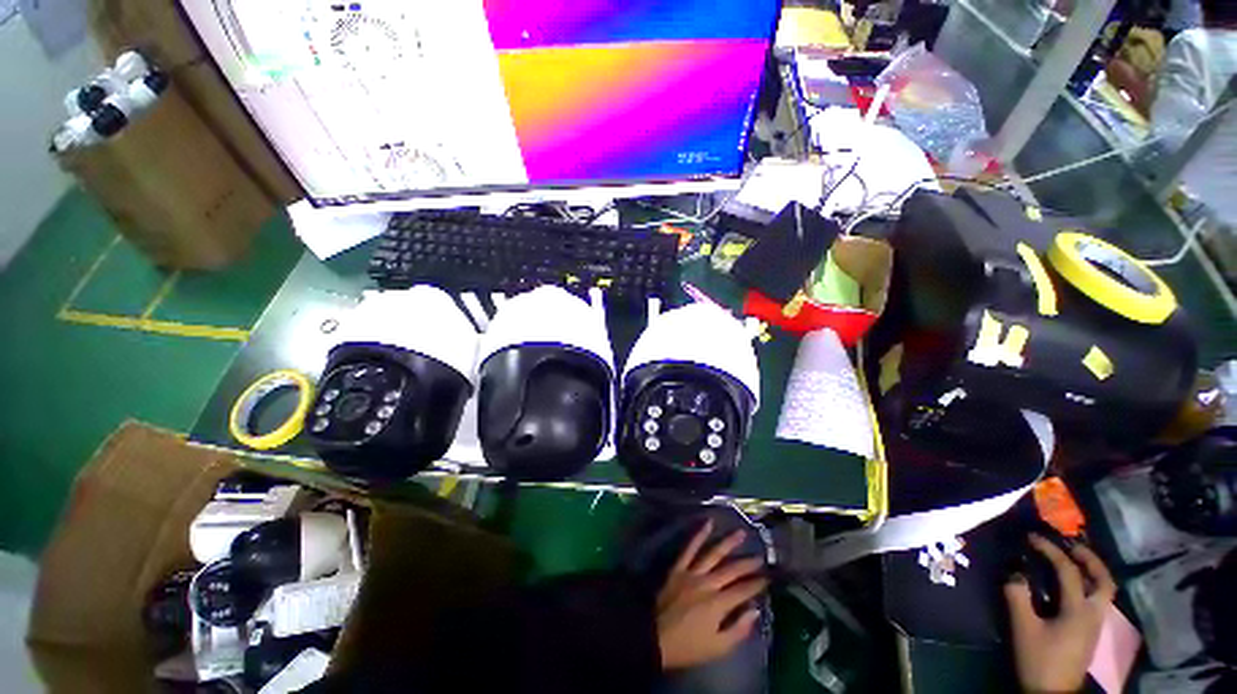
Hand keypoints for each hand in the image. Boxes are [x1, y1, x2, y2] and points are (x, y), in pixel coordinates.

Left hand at [656, 519, 768, 669]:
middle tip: (760, 556)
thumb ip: (739, 630)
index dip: (757, 584)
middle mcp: (707, 583)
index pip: (743, 590)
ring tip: (741, 533)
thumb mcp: (718, 648)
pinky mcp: (678, 567)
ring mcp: (692, 572)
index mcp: (718, 604)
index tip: (768, 577)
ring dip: (728, 543)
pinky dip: (699, 534)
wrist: (655, 638)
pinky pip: (689, 548)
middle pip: (731, 570)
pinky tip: (708, 523)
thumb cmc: (689, 646)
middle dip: (747, 563)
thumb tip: (755, 610)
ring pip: (713, 554)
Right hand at [1005, 534, 1116, 693]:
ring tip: (1072, 560)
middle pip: (1103, 580)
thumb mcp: (1023, 628)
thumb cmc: (1039, 659)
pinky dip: (1086, 585)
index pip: (1068, 571)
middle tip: (1070, 544)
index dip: (1050, 550)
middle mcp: (1094, 613)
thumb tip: (1014, 572)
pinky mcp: (1089, 631)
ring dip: (1091, 571)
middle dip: (1089, 558)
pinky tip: (1070, 586)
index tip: (1032, 537)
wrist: (1052, 692)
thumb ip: (1018, 597)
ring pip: (1102, 591)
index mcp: (1079, 610)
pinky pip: (1095, 600)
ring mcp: (1095, 624)